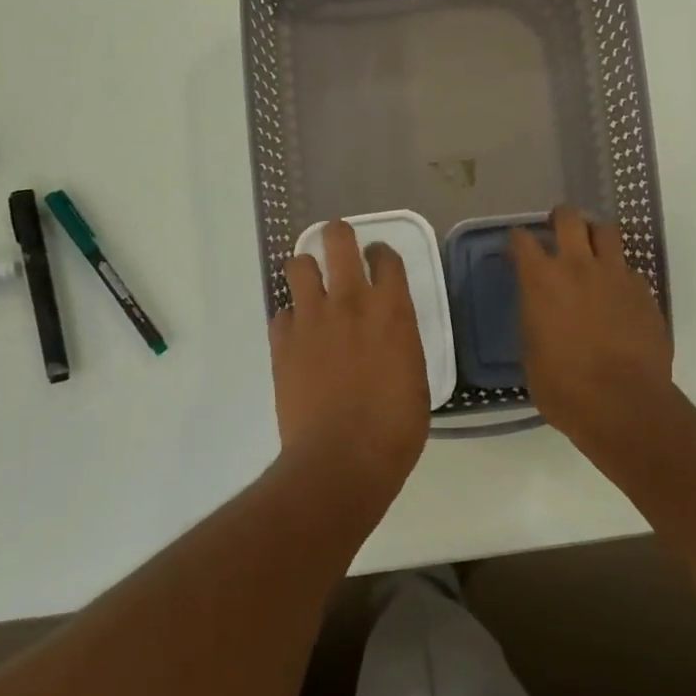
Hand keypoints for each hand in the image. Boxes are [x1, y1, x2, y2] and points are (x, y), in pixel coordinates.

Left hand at [270, 220, 430, 499]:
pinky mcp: (282, 341)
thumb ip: (400, 341)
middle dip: (338, 236)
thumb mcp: (414, 375)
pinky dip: (290, 318)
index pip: (386, 257)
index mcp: (392, 309)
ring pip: (298, 265)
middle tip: (339, 247)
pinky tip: (298, 335)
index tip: (378, 260)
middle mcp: (350, 301)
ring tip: (312, 286)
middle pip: (337, 240)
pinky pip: (281, 312)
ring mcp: (311, 318)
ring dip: (306, 270)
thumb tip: (389, 335)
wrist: (342, 459)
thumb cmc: (395, 426)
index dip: (381, 254)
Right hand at [511, 205, 677, 460]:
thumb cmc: (565, 388)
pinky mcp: (644, 291)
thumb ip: (534, 320)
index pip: (522, 240)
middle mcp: (578, 266)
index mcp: (541, 281)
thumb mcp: (531, 354)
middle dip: (560, 219)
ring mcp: (616, 275)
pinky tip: (616, 292)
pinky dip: (618, 271)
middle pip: (569, 218)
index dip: (517, 240)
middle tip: (557, 230)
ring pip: (607, 231)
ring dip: (594, 235)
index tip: (516, 247)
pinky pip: (628, 267)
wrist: (625, 405)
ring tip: (591, 250)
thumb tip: (540, 311)